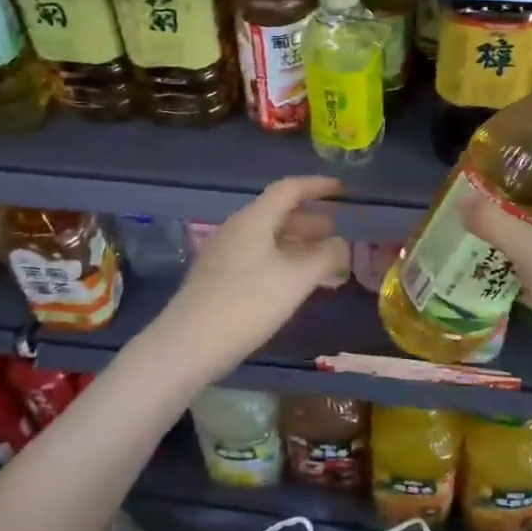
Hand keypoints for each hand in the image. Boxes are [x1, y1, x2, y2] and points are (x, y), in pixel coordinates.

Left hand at [154, 176, 349, 382]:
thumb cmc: (248, 303)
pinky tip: (294, 285)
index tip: (342, 190)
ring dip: (297, 244)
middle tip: (336, 231)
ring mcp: (223, 255)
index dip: (317, 186)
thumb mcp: (296, 279)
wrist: (189, 344)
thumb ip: (325, 257)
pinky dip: (282, 262)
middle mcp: (236, 229)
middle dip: (309, 220)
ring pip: (268, 238)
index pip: (289, 189)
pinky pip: (258, 258)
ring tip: (322, 261)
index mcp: (254, 219)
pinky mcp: (218, 279)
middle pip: (277, 213)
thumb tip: (341, 244)